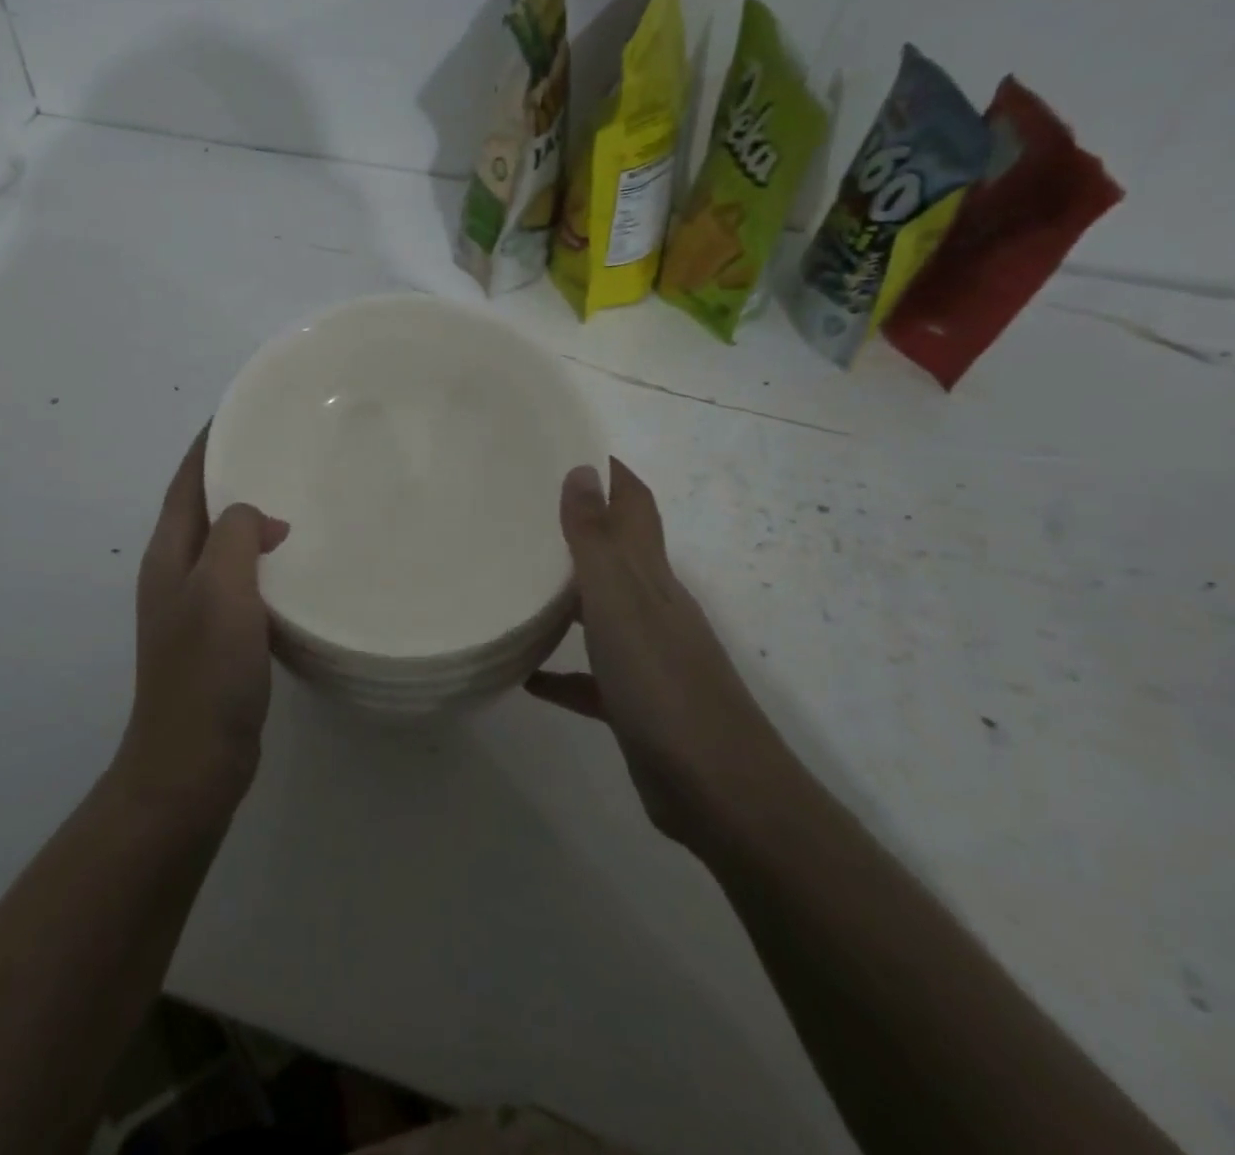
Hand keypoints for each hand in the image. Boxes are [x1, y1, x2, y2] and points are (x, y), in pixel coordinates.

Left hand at [118, 428, 288, 809]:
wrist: (193, 763)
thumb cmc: (204, 672)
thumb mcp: (221, 590)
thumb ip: (237, 536)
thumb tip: (263, 520)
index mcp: (169, 554)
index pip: (189, 480)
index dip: (210, 442)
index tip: (245, 410)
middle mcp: (177, 573)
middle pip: (205, 507)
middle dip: (237, 473)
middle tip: (287, 449)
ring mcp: (197, 607)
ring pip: (227, 544)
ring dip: (254, 517)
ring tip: (301, 494)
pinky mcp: (221, 636)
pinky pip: (244, 579)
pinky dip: (267, 559)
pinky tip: (300, 562)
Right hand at [527, 460, 789, 852]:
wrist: (719, 790)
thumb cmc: (662, 684)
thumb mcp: (620, 603)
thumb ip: (596, 539)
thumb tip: (582, 470)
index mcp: (651, 578)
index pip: (636, 507)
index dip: (613, 475)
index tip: (575, 445)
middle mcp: (653, 609)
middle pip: (617, 555)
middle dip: (581, 528)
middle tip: (525, 510)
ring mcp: (647, 658)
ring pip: (601, 613)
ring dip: (566, 597)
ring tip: (516, 582)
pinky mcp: (634, 704)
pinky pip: (590, 677)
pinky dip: (562, 671)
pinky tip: (527, 677)